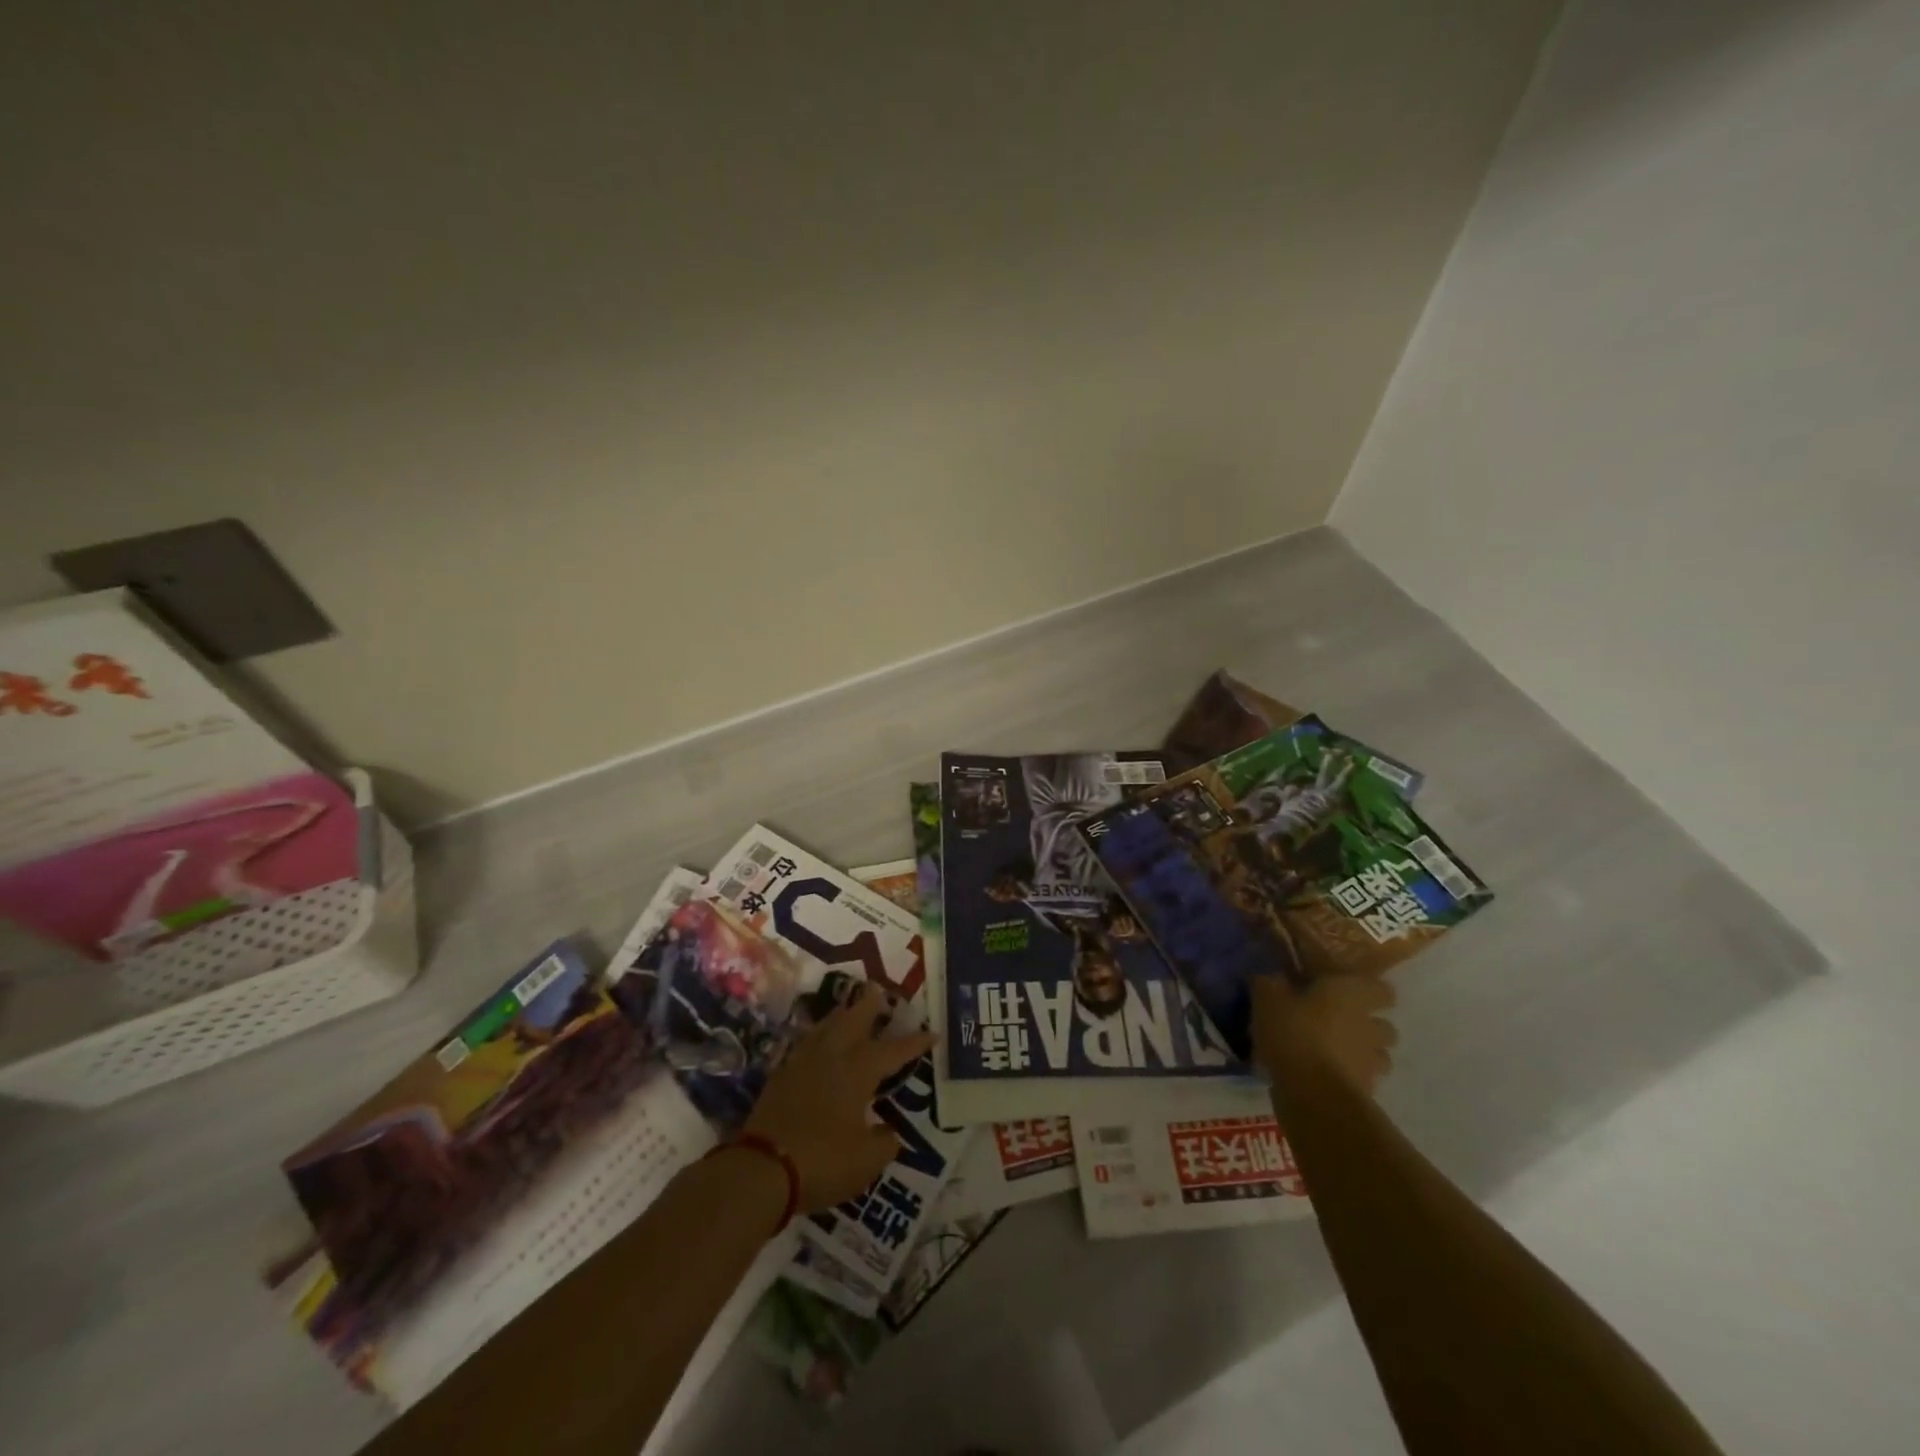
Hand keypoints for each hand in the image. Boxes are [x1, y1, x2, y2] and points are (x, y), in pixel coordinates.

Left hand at [743, 982, 935, 1211]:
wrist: (761, 1168)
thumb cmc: (822, 1161)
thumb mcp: (866, 1161)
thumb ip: (884, 1142)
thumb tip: (888, 1132)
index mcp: (859, 1070)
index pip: (894, 1050)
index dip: (914, 1042)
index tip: (931, 1032)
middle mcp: (832, 1056)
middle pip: (854, 1019)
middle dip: (870, 1005)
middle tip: (880, 992)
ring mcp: (802, 1063)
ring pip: (826, 1026)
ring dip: (842, 1015)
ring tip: (850, 1010)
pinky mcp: (781, 1076)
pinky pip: (806, 1044)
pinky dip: (818, 1037)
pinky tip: (818, 1043)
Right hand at [1251, 970, 1396, 1095]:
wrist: (1314, 1095)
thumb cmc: (1295, 1033)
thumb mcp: (1268, 999)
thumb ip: (1269, 983)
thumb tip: (1271, 977)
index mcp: (1352, 995)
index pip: (1381, 989)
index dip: (1366, 989)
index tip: (1345, 990)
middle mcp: (1370, 1027)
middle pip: (1384, 1026)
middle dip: (1366, 1026)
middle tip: (1335, 1023)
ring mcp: (1371, 1063)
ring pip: (1377, 1056)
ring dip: (1361, 1054)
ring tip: (1332, 1054)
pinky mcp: (1364, 1093)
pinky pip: (1360, 1081)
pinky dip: (1347, 1078)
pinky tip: (1322, 1078)